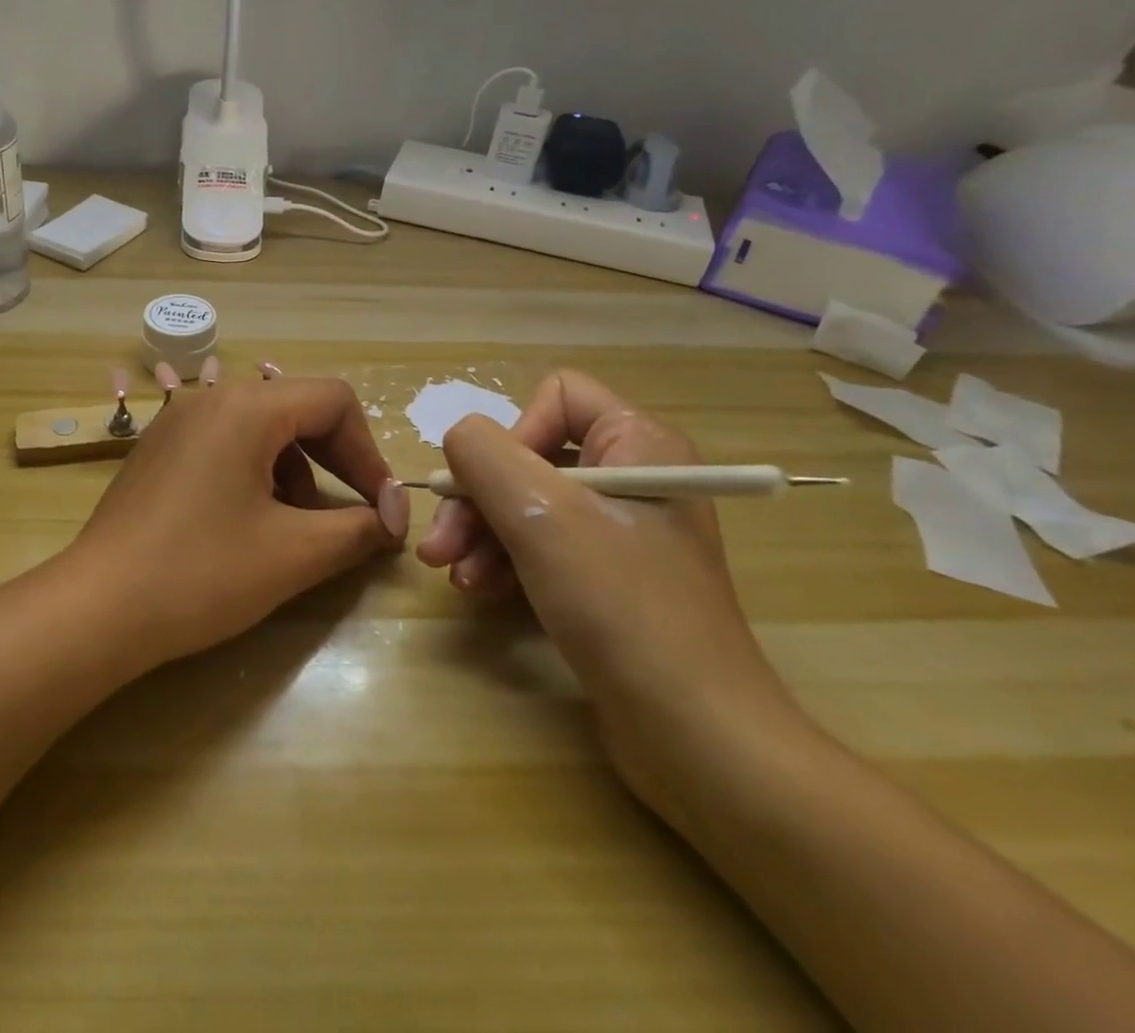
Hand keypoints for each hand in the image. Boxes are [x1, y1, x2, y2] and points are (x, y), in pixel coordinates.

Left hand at [63, 374, 409, 668]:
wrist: (96, 608)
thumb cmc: (201, 573)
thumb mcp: (293, 554)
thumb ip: (357, 530)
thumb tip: (393, 521)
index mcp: (246, 407)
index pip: (333, 400)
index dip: (368, 452)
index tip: (382, 508)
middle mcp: (210, 398)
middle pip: (297, 409)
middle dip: (337, 460)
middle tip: (357, 513)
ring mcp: (177, 422)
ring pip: (261, 429)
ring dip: (297, 471)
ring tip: (300, 527)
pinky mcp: (158, 450)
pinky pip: (225, 444)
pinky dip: (257, 474)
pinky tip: (252, 524)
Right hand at [418, 371, 793, 786]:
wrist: (695, 737)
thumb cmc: (621, 606)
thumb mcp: (541, 515)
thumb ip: (484, 455)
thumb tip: (458, 440)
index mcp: (638, 443)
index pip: (556, 396)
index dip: (512, 433)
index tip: (490, 487)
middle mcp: (633, 475)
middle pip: (530, 456)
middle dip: (477, 499)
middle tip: (438, 547)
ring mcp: (621, 530)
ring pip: (526, 503)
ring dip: (481, 535)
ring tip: (454, 577)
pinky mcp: (608, 578)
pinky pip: (541, 545)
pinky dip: (504, 562)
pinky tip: (479, 592)